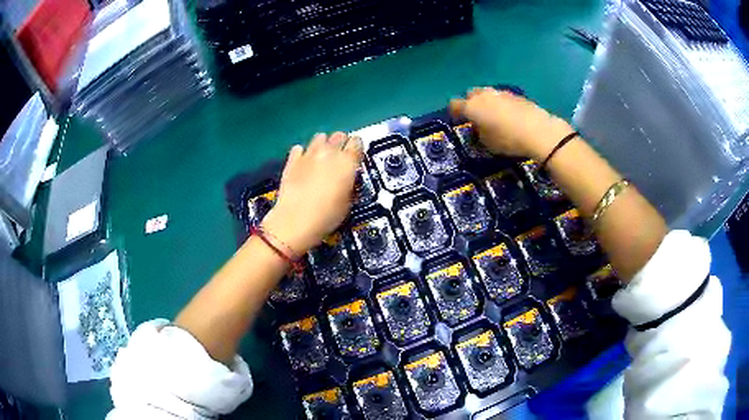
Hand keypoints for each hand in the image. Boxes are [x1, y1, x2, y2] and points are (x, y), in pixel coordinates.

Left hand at [262, 132, 362, 254]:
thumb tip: (348, 178)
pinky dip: (303, 153)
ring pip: (320, 137)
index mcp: (347, 162)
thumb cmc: (326, 216)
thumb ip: (350, 183)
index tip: (356, 156)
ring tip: (322, 159)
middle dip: (341, 144)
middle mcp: (329, 152)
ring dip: (323, 145)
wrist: (295, 221)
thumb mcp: (348, 202)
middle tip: (340, 159)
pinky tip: (304, 164)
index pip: (357, 142)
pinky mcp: (292, 160)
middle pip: (339, 135)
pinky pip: (300, 148)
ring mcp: (308, 154)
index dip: (357, 148)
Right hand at [449, 87, 573, 159]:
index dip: (454, 112)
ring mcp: (501, 93)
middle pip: (471, 94)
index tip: (457, 120)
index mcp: (472, 107)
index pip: (455, 104)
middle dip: (471, 103)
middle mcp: (484, 95)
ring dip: (488, 103)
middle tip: (477, 116)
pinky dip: (502, 105)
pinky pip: (503, 98)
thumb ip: (479, 133)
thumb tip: (479, 127)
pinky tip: (510, 117)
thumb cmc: (508, 140)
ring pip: (488, 94)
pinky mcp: (517, 95)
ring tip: (494, 117)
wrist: (538, 131)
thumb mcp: (488, 144)